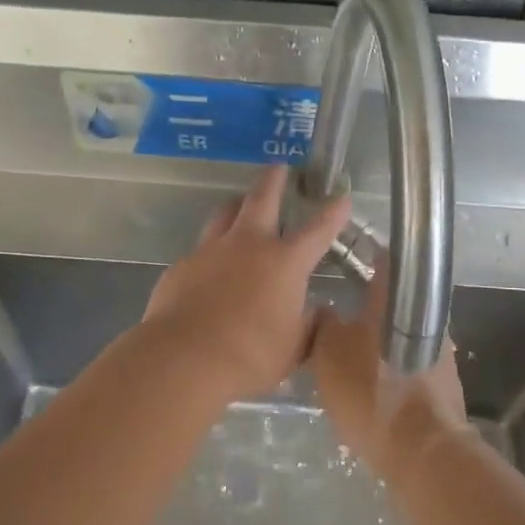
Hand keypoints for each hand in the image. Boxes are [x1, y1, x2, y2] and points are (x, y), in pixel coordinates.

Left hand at [144, 167, 350, 398]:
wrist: (184, 358)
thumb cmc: (250, 355)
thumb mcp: (293, 348)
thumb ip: (308, 326)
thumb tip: (317, 312)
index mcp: (284, 262)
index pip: (317, 230)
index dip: (333, 212)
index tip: (341, 196)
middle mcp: (248, 245)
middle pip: (262, 199)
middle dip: (274, 180)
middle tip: (278, 166)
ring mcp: (211, 251)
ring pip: (225, 214)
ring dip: (236, 206)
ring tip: (240, 206)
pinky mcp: (182, 266)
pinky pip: (201, 250)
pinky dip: (211, 253)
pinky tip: (210, 270)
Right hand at [309, 258, 468, 482]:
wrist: (422, 450)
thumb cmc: (370, 390)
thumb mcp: (328, 354)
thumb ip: (323, 324)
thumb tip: (325, 309)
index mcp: (397, 297)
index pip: (384, 258)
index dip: (365, 256)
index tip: (346, 260)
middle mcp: (426, 314)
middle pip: (395, 298)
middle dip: (370, 304)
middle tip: (340, 314)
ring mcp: (440, 348)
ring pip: (402, 331)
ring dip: (381, 338)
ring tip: (351, 353)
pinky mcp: (444, 380)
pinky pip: (411, 360)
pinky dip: (393, 365)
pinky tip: (372, 381)